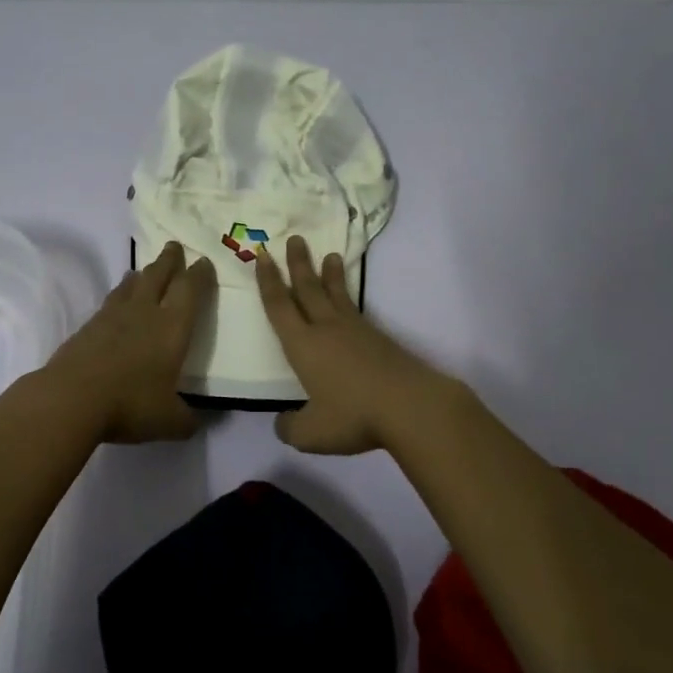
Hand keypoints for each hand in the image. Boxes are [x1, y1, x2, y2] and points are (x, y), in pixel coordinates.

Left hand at [41, 241, 217, 444]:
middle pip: (159, 275)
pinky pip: (110, 301)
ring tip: (145, 269)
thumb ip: (187, 420)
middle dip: (170, 260)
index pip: (190, 290)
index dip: (200, 274)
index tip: (204, 262)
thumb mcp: (169, 421)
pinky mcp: (88, 326)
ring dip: (142, 274)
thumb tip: (198, 423)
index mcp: (172, 327)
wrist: (72, 398)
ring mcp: (113, 316)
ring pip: (132, 285)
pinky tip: (117, 301)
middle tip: (175, 246)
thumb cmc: (130, 404)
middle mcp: (145, 312)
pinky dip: (120, 294)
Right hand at [256, 236, 458, 454]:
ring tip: (329, 255)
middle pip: (308, 289)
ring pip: (336, 295)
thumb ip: (290, 428)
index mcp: (302, 345)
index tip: (262, 256)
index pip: (279, 306)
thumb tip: (281, 423)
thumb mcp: (312, 434)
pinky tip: (348, 302)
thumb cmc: (354, 415)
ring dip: (329, 274)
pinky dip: (347, 297)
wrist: (410, 406)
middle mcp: (326, 329)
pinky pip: (355, 309)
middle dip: (298, 264)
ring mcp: (355, 330)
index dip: (268, 280)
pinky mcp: (378, 338)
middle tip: (295, 239)